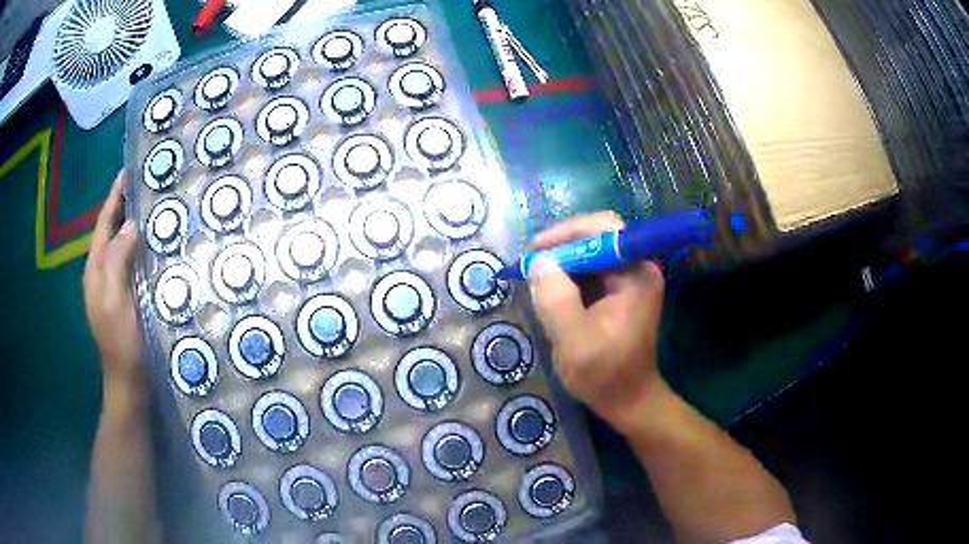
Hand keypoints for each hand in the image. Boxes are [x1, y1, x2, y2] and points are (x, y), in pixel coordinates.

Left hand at [83, 171, 141, 384]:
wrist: (130, 384)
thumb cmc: (122, 344)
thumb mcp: (116, 301)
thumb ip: (117, 260)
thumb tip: (131, 224)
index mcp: (95, 270)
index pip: (103, 223)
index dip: (114, 196)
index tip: (129, 169)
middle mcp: (101, 273)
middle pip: (111, 230)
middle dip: (125, 205)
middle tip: (148, 184)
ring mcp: (113, 286)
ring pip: (122, 245)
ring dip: (134, 225)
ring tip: (155, 206)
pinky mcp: (126, 297)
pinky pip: (131, 262)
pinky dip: (141, 247)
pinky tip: (156, 244)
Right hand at [528, 211, 666, 427]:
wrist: (629, 401)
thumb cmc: (605, 374)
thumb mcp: (573, 340)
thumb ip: (555, 298)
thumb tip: (539, 262)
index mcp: (636, 274)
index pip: (603, 228)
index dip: (567, 232)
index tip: (535, 251)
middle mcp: (638, 268)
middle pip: (596, 238)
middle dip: (561, 250)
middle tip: (530, 268)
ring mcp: (631, 280)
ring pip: (591, 255)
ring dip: (562, 266)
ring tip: (537, 284)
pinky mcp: (621, 293)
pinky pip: (592, 273)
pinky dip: (569, 280)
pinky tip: (552, 296)